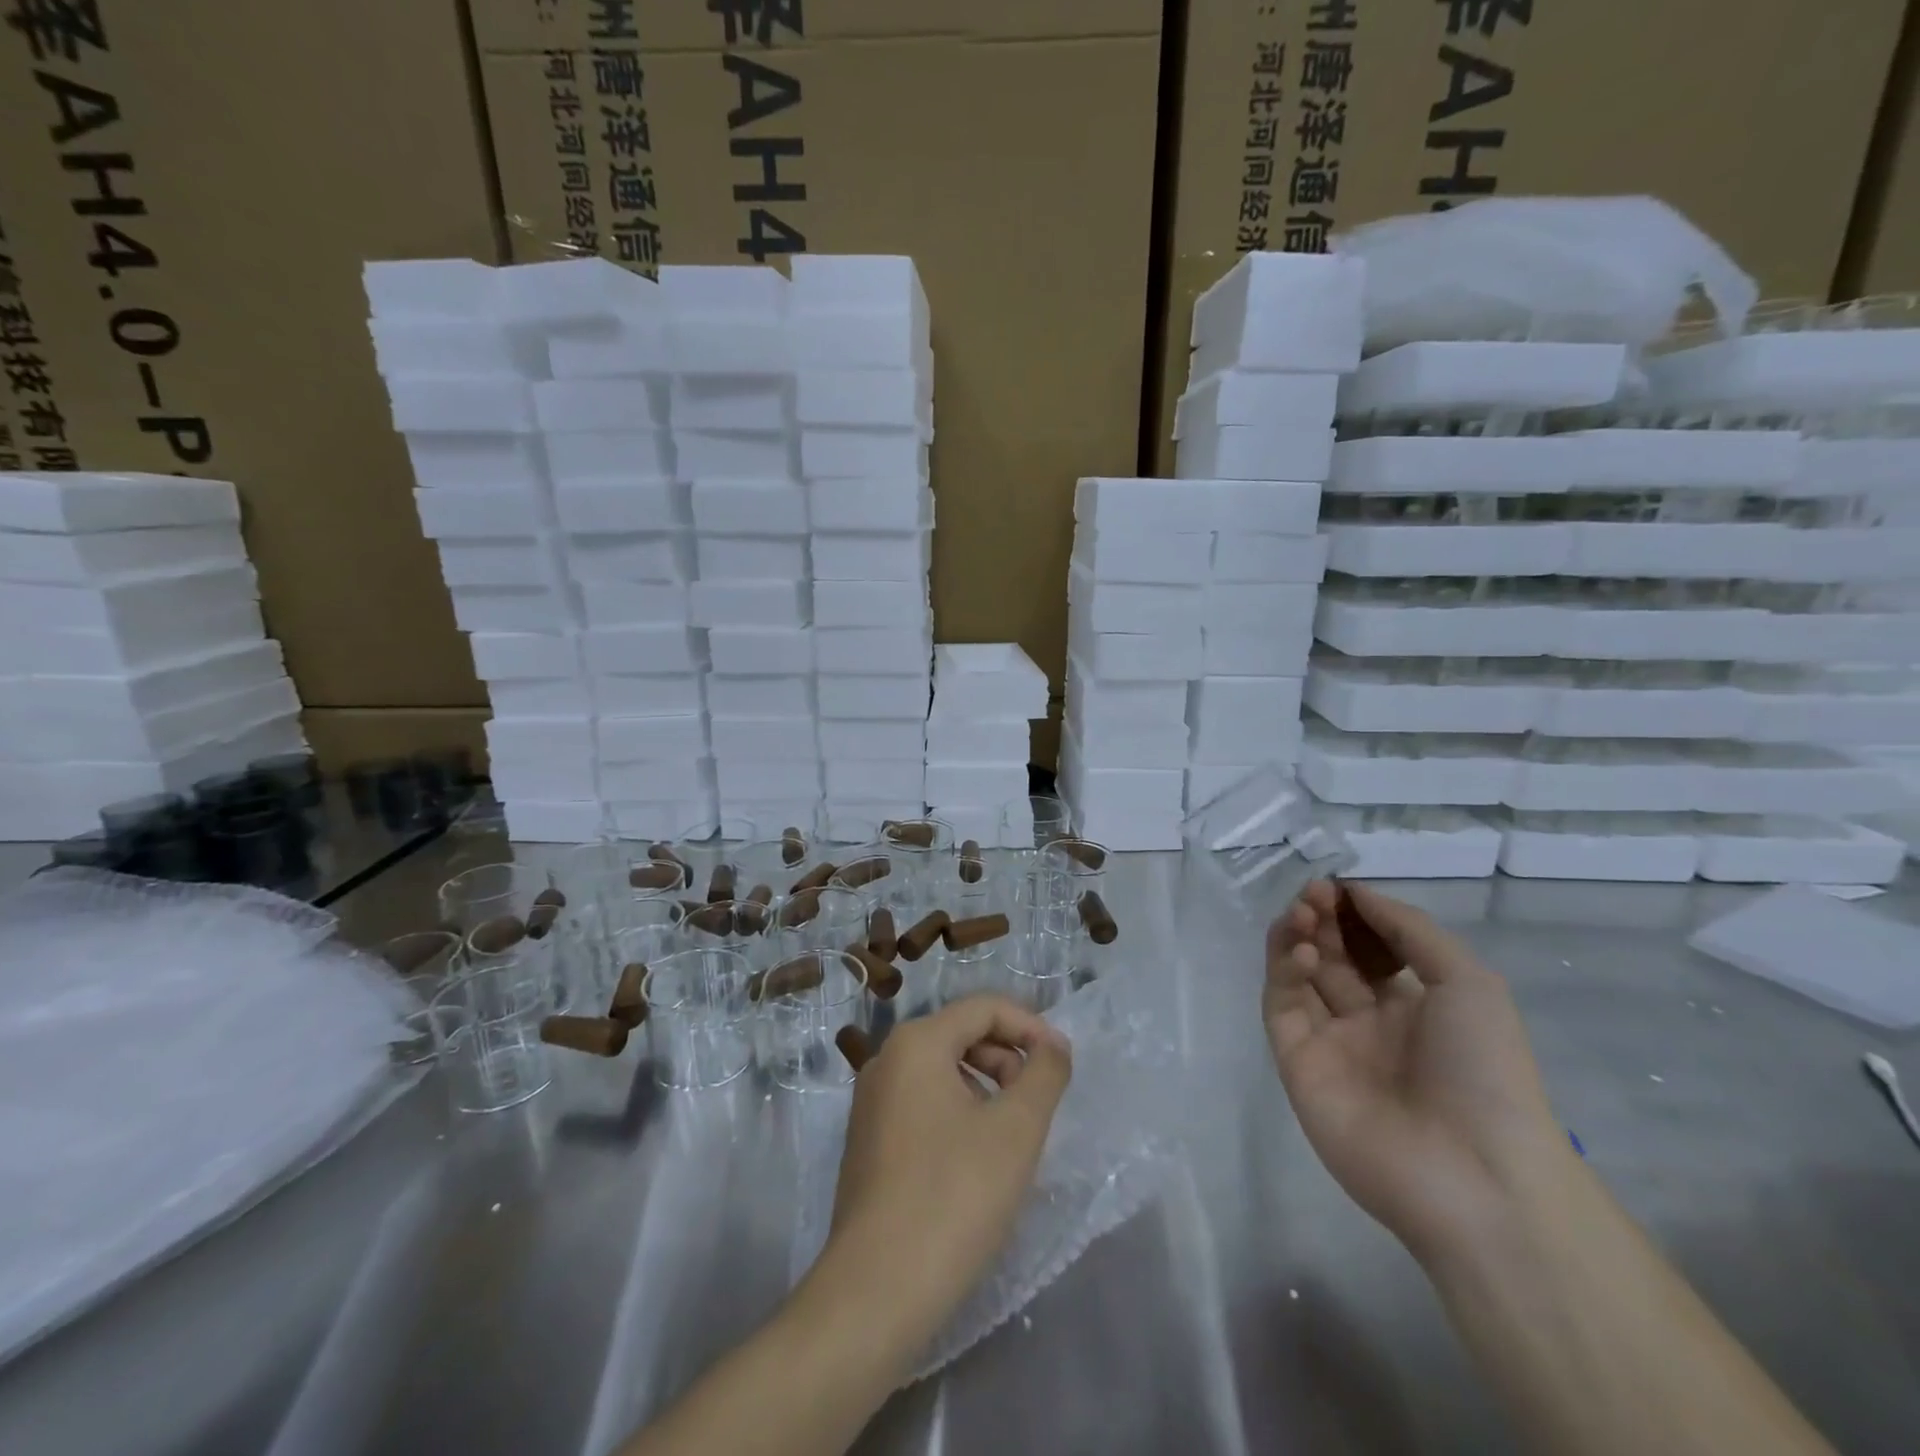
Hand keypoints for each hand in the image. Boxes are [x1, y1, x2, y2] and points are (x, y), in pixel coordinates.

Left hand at [826, 996, 1071, 1336]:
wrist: (877, 1290)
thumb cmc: (954, 1196)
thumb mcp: (1016, 1129)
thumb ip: (1044, 1074)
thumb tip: (1054, 1045)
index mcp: (916, 1043)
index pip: (984, 1008)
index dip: (1030, 1026)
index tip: (1062, 1063)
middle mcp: (887, 1059)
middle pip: (961, 1035)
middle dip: (1007, 1058)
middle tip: (1038, 1104)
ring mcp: (871, 1101)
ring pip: (943, 1071)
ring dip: (986, 1088)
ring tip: (1012, 1136)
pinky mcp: (868, 1140)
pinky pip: (923, 1103)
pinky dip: (959, 1113)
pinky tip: (976, 1161)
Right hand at [1264, 880, 1570, 1262]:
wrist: (1475, 1173)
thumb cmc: (1486, 1071)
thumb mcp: (1469, 983)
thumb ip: (1409, 930)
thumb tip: (1357, 893)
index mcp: (1414, 1008)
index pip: (1370, 949)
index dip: (1354, 915)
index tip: (1340, 887)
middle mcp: (1368, 1022)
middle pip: (1332, 957)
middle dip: (1323, 919)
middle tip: (1315, 893)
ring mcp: (1329, 1042)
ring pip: (1299, 976)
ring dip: (1298, 937)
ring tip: (1303, 912)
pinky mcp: (1296, 1062)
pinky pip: (1283, 1006)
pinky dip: (1285, 971)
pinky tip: (1304, 951)